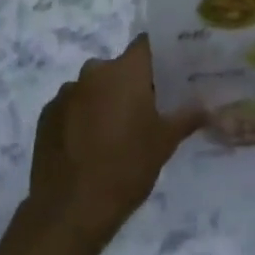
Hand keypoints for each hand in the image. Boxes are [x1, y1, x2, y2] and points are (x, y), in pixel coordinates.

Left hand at [29, 35, 203, 247]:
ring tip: (115, 133)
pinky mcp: (46, 115)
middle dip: (132, 83)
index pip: (146, 44)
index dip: (158, 54)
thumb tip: (208, 105)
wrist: (70, 210)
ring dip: (105, 100)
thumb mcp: (165, 143)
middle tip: (146, 110)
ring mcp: (66, 92)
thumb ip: (187, 117)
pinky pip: (72, 106)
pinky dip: (82, 117)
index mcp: (125, 71)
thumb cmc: (126, 168)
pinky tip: (88, 146)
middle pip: (119, 67)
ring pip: (94, 87)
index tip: (170, 71)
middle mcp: (94, 72)